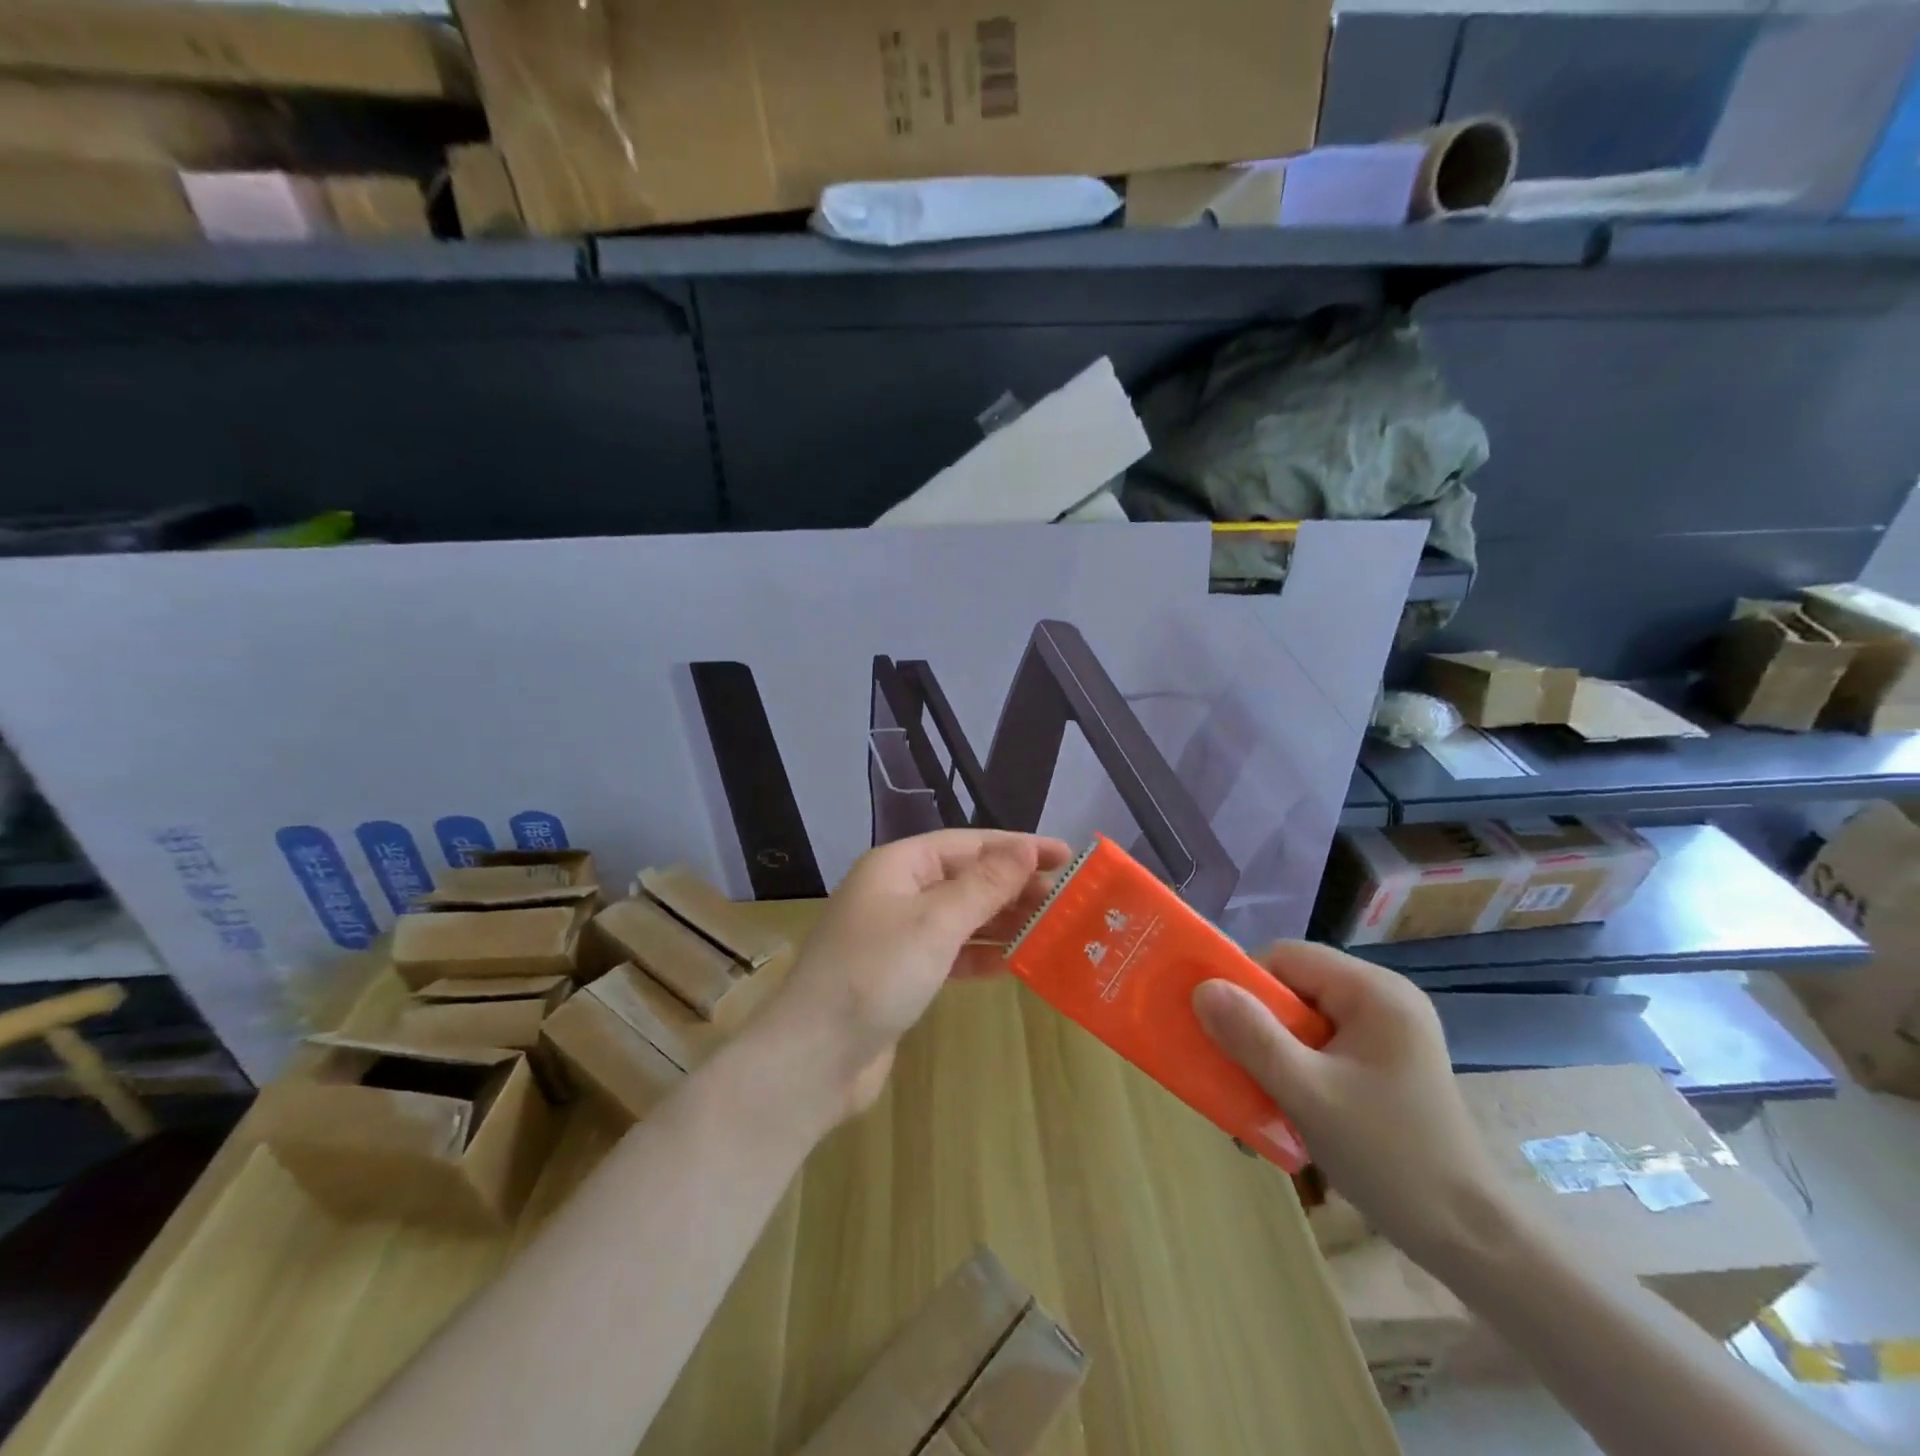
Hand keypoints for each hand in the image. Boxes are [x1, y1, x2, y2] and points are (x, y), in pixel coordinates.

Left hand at [753, 830, 1069, 1126]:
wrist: (815, 1058)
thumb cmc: (875, 974)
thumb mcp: (936, 923)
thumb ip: (984, 885)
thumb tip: (1024, 848)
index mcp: (897, 866)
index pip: (968, 844)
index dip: (1016, 847)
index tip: (1065, 857)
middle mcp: (896, 892)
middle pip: (965, 879)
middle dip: (1014, 887)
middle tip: (1069, 899)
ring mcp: (897, 936)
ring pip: (961, 917)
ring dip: (1003, 921)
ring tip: (1053, 928)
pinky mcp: (901, 976)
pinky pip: (951, 953)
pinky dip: (982, 955)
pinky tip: (1016, 963)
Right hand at [1192, 943, 1517, 1264]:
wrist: (1469, 1237)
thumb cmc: (1390, 1158)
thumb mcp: (1308, 1095)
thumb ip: (1252, 1037)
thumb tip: (1202, 988)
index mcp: (1373, 991)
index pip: (1286, 957)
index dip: (1245, 984)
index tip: (1222, 1030)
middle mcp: (1383, 998)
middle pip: (1293, 986)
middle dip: (1257, 1025)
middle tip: (1236, 1068)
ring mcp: (1388, 1030)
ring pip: (1304, 1017)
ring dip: (1273, 1050)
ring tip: (1258, 1093)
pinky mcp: (1386, 1059)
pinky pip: (1322, 1043)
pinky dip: (1296, 1066)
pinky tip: (1288, 1105)